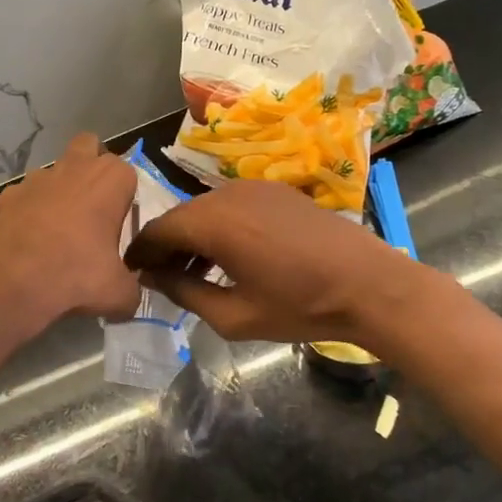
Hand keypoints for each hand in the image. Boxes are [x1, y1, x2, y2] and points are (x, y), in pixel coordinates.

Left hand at [0, 132, 141, 324]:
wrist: (12, 282)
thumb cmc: (76, 275)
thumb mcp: (118, 293)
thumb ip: (131, 290)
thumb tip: (129, 298)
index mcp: (110, 179)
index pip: (128, 174)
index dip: (125, 198)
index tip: (119, 226)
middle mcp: (75, 167)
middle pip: (89, 146)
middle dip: (92, 166)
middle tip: (94, 205)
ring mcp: (37, 178)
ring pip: (55, 170)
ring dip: (60, 189)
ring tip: (58, 228)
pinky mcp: (8, 194)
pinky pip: (25, 196)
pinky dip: (30, 210)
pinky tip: (29, 240)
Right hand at [125, 179, 430, 344]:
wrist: (369, 284)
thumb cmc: (299, 305)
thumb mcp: (234, 314)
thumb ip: (184, 292)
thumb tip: (153, 278)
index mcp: (213, 222)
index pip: (158, 230)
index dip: (140, 253)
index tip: (131, 274)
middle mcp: (227, 194)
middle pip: (181, 217)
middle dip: (166, 246)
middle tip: (161, 277)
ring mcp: (255, 187)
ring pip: (206, 209)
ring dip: (193, 237)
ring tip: (194, 272)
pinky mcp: (277, 190)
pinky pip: (232, 205)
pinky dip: (219, 227)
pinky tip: (229, 256)